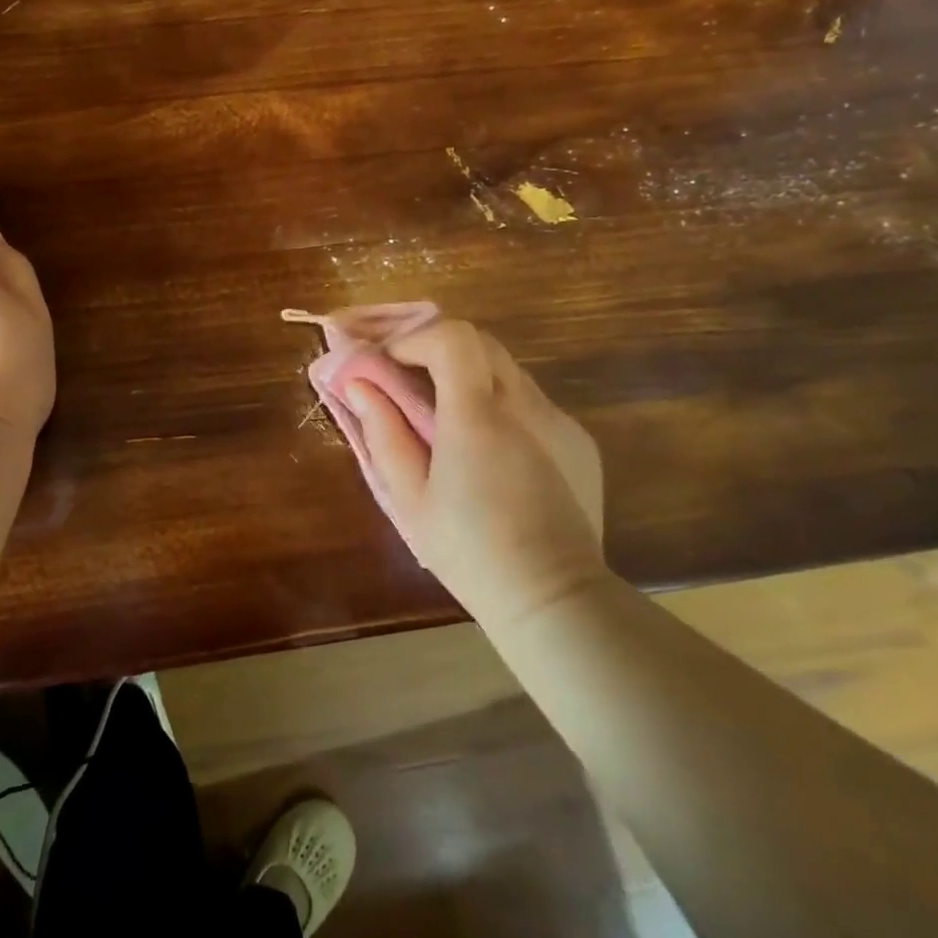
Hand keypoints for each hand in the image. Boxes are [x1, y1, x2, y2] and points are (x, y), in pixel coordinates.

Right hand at [345, 318, 606, 630]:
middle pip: (480, 342)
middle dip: (437, 348)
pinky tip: (489, 449)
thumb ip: (382, 432)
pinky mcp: (578, 440)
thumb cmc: (469, 552)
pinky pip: (531, 401)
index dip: (415, 338)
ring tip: (444, 416)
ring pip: (506, 369)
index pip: (452, 337)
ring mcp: (559, 420)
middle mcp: (525, 406)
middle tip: (407, 378)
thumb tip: (359, 384)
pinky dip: (500, 404)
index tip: (388, 362)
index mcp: (478, 417)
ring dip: (468, 375)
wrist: (554, 600)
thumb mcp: (409, 498)